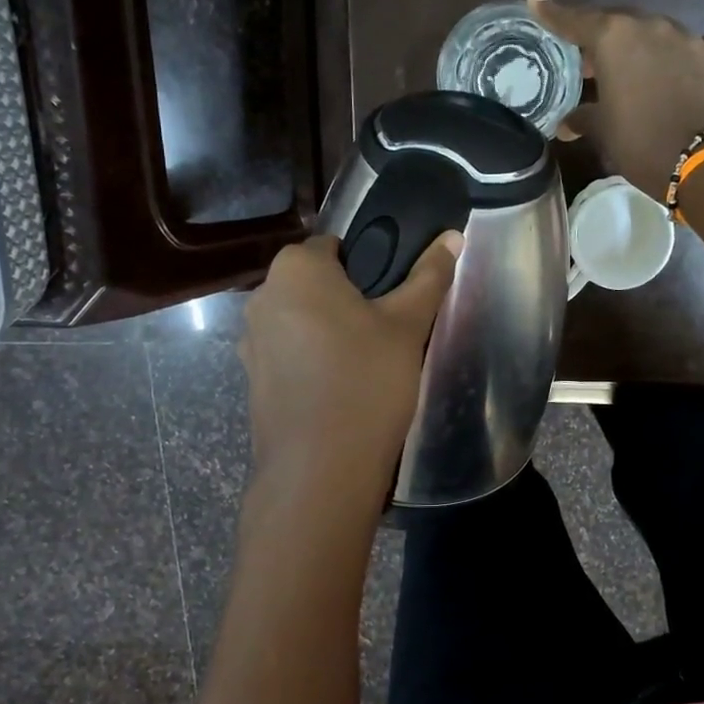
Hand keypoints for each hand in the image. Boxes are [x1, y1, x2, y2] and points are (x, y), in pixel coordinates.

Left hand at [239, 233, 462, 486]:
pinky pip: (289, 354)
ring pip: (301, 320)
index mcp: (295, 269)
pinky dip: (312, 361)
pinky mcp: (252, 379)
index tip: (393, 294)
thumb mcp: (408, 325)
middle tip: (388, 329)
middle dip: (347, 298)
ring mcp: (251, 341)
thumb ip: (429, 277)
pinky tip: (341, 388)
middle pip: (314, 283)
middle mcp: (263, 296)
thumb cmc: (366, 381)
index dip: (367, 263)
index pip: (334, 245)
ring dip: (328, 331)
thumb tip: (453, 235)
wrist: (320, 468)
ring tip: (367, 363)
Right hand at [528, 0, 703, 199]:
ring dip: (643, 50)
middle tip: (592, 65)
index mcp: (615, 39)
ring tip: (636, 75)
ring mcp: (690, 39)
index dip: (553, 14)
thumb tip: (566, 124)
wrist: (700, 162)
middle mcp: (652, 27)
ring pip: (657, 35)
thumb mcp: (603, 132)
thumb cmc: (639, 143)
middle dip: (603, 42)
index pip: (576, 21)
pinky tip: (680, 75)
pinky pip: (695, 48)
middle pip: (619, 24)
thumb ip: (582, 118)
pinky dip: (682, 59)